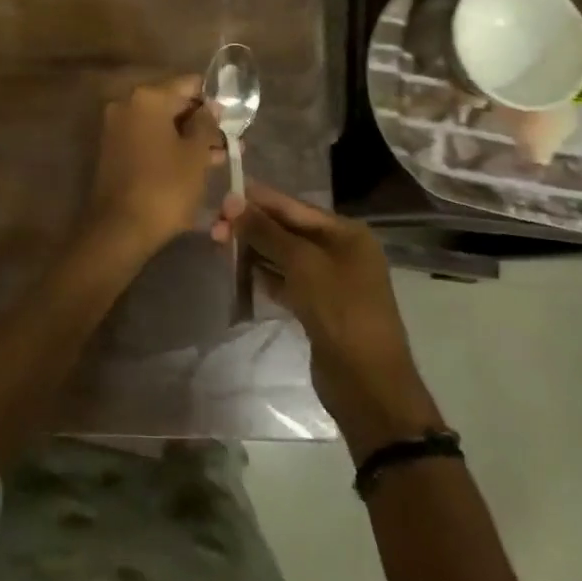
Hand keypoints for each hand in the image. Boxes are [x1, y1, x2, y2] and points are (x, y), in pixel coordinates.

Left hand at [88, 74, 224, 258]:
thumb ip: (206, 124)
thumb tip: (210, 107)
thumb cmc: (165, 187)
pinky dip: (170, 148)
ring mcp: (117, 127)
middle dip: (202, 122)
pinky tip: (194, 166)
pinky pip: (148, 139)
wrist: (120, 228)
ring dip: (189, 138)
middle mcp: (127, 104)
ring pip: (162, 125)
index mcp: (148, 98)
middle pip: (173, 104)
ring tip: (220, 158)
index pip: (189, 84)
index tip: (233, 117)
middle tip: (231, 141)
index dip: (214, 99)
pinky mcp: (114, 150)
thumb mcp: (196, 155)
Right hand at [217, 183, 442, 462]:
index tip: (221, 195)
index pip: (293, 206)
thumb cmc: (340, 311)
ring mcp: (330, 281)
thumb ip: (266, 231)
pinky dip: (264, 276)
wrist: (368, 385)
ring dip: (254, 250)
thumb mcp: (302, 264)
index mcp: (346, 233)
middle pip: (288, 230)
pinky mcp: (319, 308)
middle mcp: (340, 251)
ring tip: (219, 245)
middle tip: (214, 228)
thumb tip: (232, 201)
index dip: (257, 200)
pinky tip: (239, 273)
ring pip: (284, 256)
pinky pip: (286, 281)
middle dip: (252, 227)